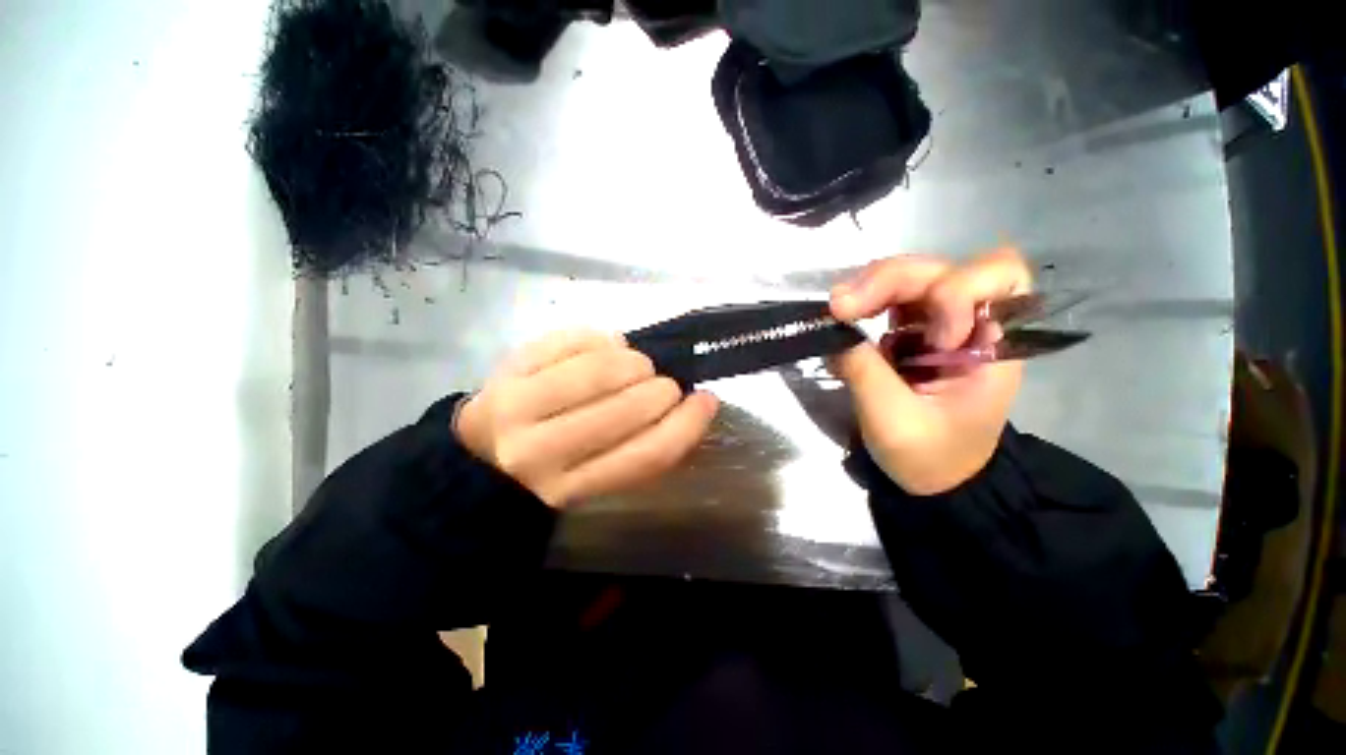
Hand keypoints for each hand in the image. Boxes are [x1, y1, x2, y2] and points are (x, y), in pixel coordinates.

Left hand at [455, 330, 718, 508]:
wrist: (480, 454)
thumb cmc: (553, 468)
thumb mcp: (598, 478)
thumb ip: (643, 449)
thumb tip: (689, 402)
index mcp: (572, 489)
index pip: (645, 456)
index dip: (687, 425)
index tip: (706, 400)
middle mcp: (540, 452)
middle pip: (624, 411)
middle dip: (661, 390)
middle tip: (666, 385)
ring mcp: (518, 406)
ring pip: (598, 371)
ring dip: (634, 362)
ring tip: (639, 365)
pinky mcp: (506, 369)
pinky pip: (569, 341)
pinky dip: (600, 339)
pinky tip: (608, 346)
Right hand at [828, 249, 1029, 494]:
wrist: (933, 479)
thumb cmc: (929, 457)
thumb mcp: (893, 420)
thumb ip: (864, 371)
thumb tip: (831, 330)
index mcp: (994, 346)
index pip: (997, 276)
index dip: (954, 292)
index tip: (923, 338)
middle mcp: (971, 323)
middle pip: (940, 269)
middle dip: (889, 280)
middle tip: (840, 305)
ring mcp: (939, 324)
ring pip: (912, 276)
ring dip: (871, 286)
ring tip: (837, 310)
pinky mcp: (913, 332)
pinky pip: (890, 298)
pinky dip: (864, 301)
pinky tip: (843, 320)